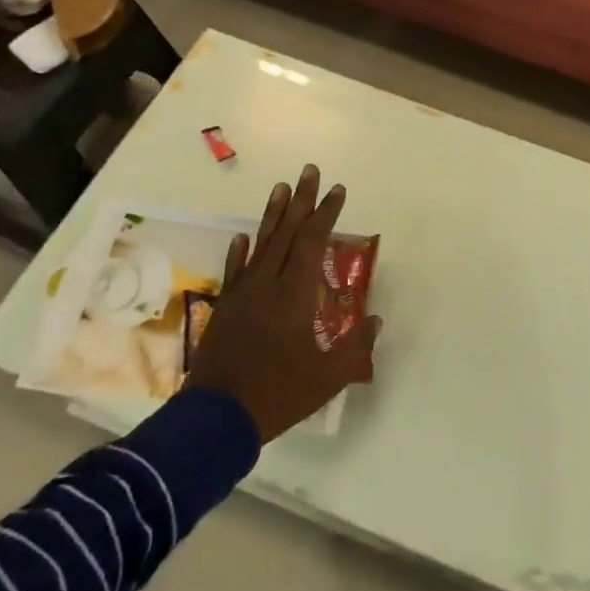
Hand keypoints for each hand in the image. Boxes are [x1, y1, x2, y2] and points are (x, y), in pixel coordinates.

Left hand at [189, 164, 381, 442]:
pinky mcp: (225, 308)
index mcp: (294, 294)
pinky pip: (235, 270)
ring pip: (260, 244)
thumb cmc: (277, 395)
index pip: (312, 241)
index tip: (338, 190)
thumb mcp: (328, 377)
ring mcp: (242, 294)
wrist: (214, 419)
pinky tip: (243, 237)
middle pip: (286, 232)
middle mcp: (267, 283)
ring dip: (272, 214)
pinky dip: (241, 251)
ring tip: (280, 187)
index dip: (326, 213)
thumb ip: (354, 346)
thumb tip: (375, 320)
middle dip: (301, 200)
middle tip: (309, 171)